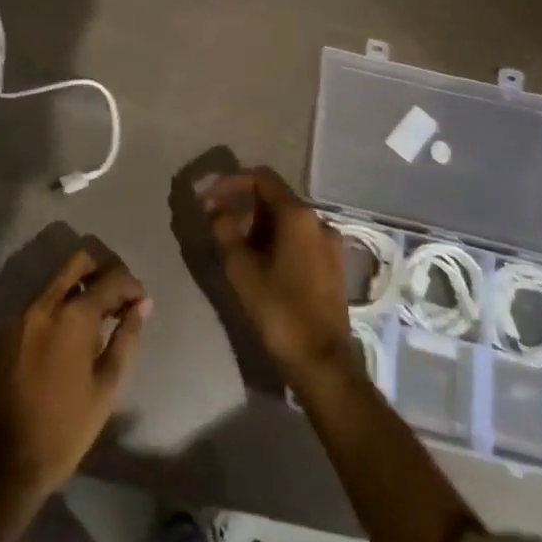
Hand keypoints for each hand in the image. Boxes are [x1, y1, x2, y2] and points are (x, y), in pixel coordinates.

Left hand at [0, 249, 150, 496]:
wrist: (9, 461)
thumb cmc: (67, 427)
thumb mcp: (107, 386)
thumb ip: (126, 338)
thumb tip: (144, 305)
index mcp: (72, 316)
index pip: (110, 278)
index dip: (131, 285)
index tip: (141, 302)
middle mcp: (44, 304)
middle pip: (78, 262)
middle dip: (103, 272)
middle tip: (117, 299)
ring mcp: (20, 314)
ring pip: (56, 280)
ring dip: (80, 289)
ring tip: (96, 321)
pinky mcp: (6, 330)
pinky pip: (39, 303)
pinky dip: (58, 307)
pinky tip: (68, 337)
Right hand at [200, 167, 352, 377]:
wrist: (323, 363)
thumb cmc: (280, 311)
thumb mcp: (242, 270)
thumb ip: (225, 231)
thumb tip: (215, 208)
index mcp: (298, 215)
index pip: (262, 178)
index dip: (232, 182)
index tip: (209, 196)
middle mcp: (319, 221)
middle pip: (276, 197)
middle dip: (243, 204)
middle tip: (216, 220)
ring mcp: (330, 243)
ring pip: (288, 220)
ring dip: (258, 223)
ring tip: (233, 242)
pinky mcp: (332, 265)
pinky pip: (300, 238)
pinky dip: (276, 239)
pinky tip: (259, 260)